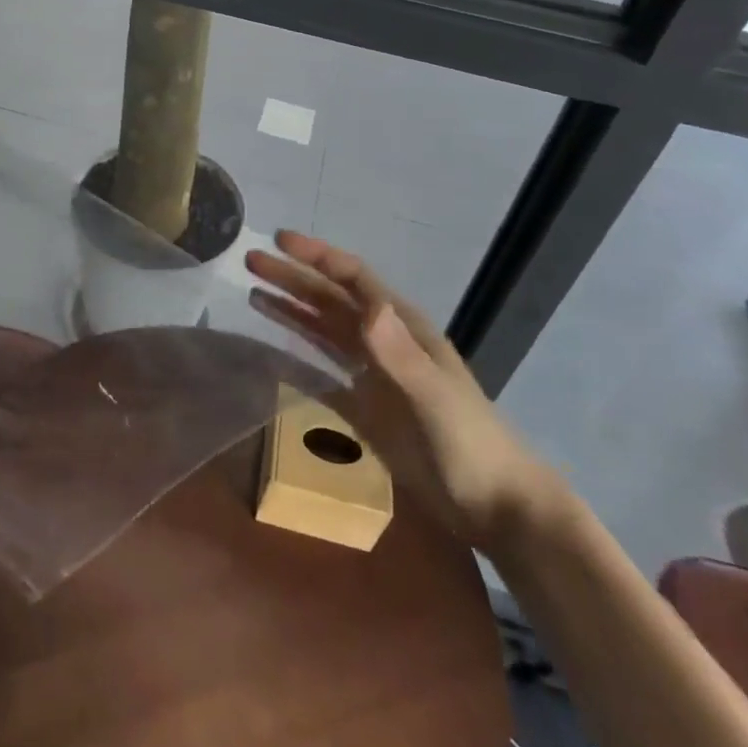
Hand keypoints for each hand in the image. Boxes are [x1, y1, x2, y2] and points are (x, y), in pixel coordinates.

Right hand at [246, 230, 570, 555]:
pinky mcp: (365, 407)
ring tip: (254, 294)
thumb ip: (399, 354)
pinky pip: (323, 373)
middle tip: (251, 262)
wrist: (495, 506)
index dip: (317, 257)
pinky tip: (272, 354)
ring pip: (324, 330)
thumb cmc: (469, 444)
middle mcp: (384, 342)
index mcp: (402, 328)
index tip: (279, 240)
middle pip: (331, 300)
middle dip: (293, 278)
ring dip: (291, 310)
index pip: (354, 279)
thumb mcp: (434, 396)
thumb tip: (367, 306)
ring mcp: (374, 374)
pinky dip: (298, 359)